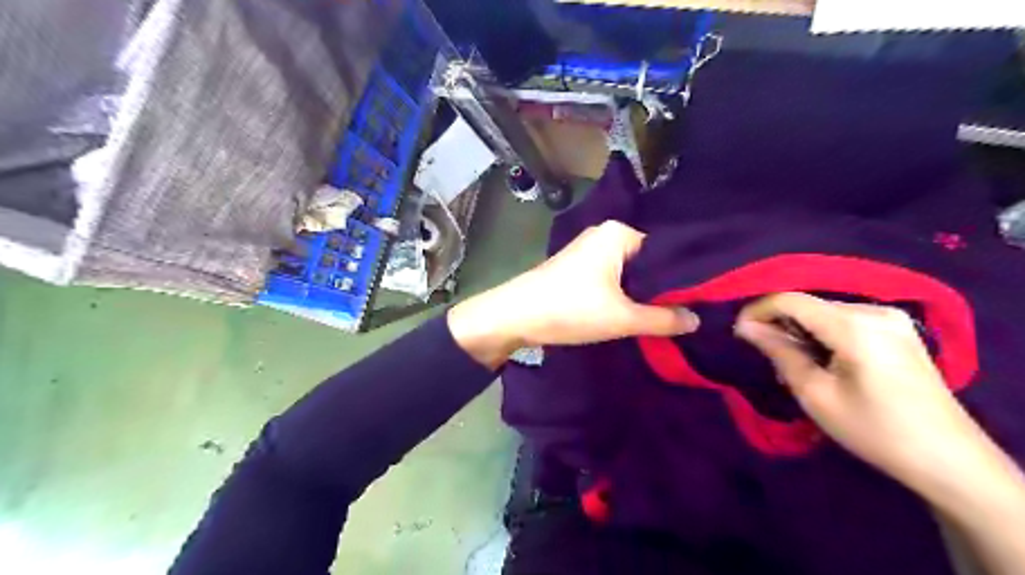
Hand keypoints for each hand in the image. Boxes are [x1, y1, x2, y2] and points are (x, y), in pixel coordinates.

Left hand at [450, 221, 695, 367]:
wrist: (514, 317)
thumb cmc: (570, 309)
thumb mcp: (623, 318)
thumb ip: (664, 319)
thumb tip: (697, 320)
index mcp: (618, 233)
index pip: (665, 252)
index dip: (682, 278)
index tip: (700, 302)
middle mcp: (604, 235)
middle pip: (646, 263)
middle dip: (661, 289)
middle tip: (684, 314)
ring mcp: (587, 251)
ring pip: (628, 273)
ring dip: (640, 294)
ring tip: (663, 316)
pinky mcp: (576, 268)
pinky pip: (610, 279)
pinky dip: (621, 295)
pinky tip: (632, 313)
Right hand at [738, 292, 983, 483]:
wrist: (949, 460)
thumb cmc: (874, 430)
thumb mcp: (815, 394)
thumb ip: (779, 352)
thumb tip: (745, 327)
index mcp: (855, 326)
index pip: (791, 300)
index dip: (757, 310)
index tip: (737, 332)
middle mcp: (875, 311)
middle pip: (809, 304)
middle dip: (779, 324)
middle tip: (765, 356)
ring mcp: (891, 318)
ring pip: (824, 311)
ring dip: (800, 331)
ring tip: (791, 363)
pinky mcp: (898, 329)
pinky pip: (844, 320)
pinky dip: (822, 334)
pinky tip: (819, 360)